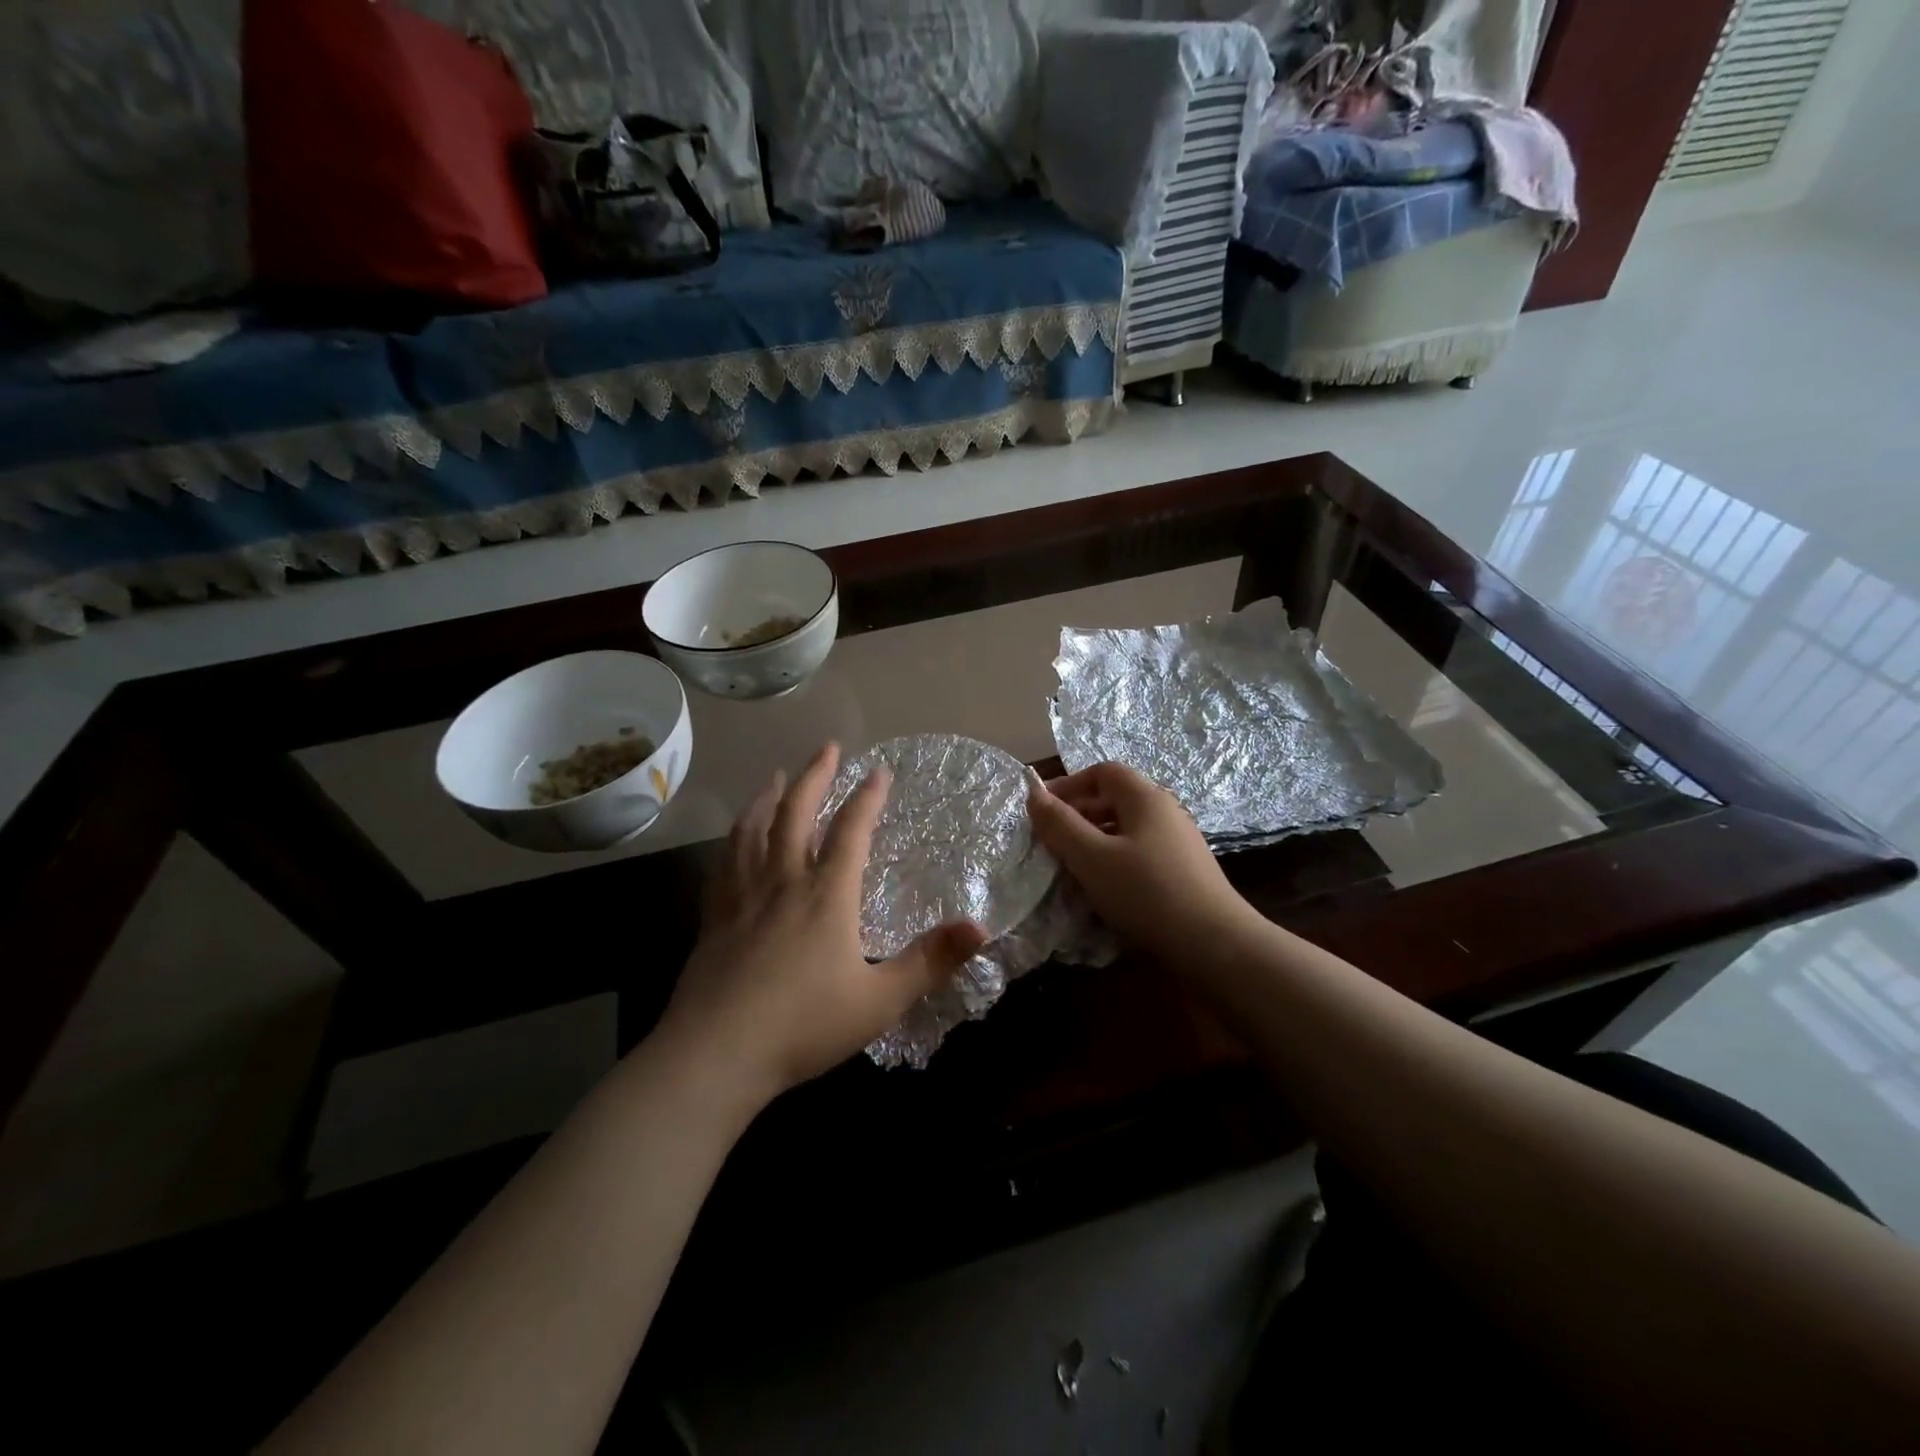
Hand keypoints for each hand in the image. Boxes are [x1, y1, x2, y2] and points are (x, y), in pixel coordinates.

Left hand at [657, 743, 987, 1102]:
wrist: (715, 1054)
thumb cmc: (803, 1025)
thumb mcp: (880, 1000)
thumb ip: (930, 962)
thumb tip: (982, 927)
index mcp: (826, 894)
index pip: (850, 830)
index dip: (867, 797)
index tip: (879, 771)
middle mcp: (783, 881)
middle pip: (796, 812)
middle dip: (815, 775)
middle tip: (828, 747)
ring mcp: (743, 896)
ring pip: (754, 828)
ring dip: (769, 797)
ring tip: (776, 777)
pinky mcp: (715, 916)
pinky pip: (726, 860)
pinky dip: (735, 835)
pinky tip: (736, 836)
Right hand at [1026, 762, 1258, 967]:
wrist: (1215, 943)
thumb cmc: (1147, 892)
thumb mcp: (1092, 857)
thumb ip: (1060, 825)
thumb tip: (1033, 794)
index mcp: (1145, 797)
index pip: (1102, 772)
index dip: (1068, 785)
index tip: (1041, 810)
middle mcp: (1165, 811)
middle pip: (1114, 799)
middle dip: (1078, 815)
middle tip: (1050, 842)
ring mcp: (1178, 841)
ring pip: (1125, 829)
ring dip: (1094, 841)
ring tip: (1070, 868)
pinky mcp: (1183, 870)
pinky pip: (1139, 852)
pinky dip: (1114, 861)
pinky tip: (1103, 888)